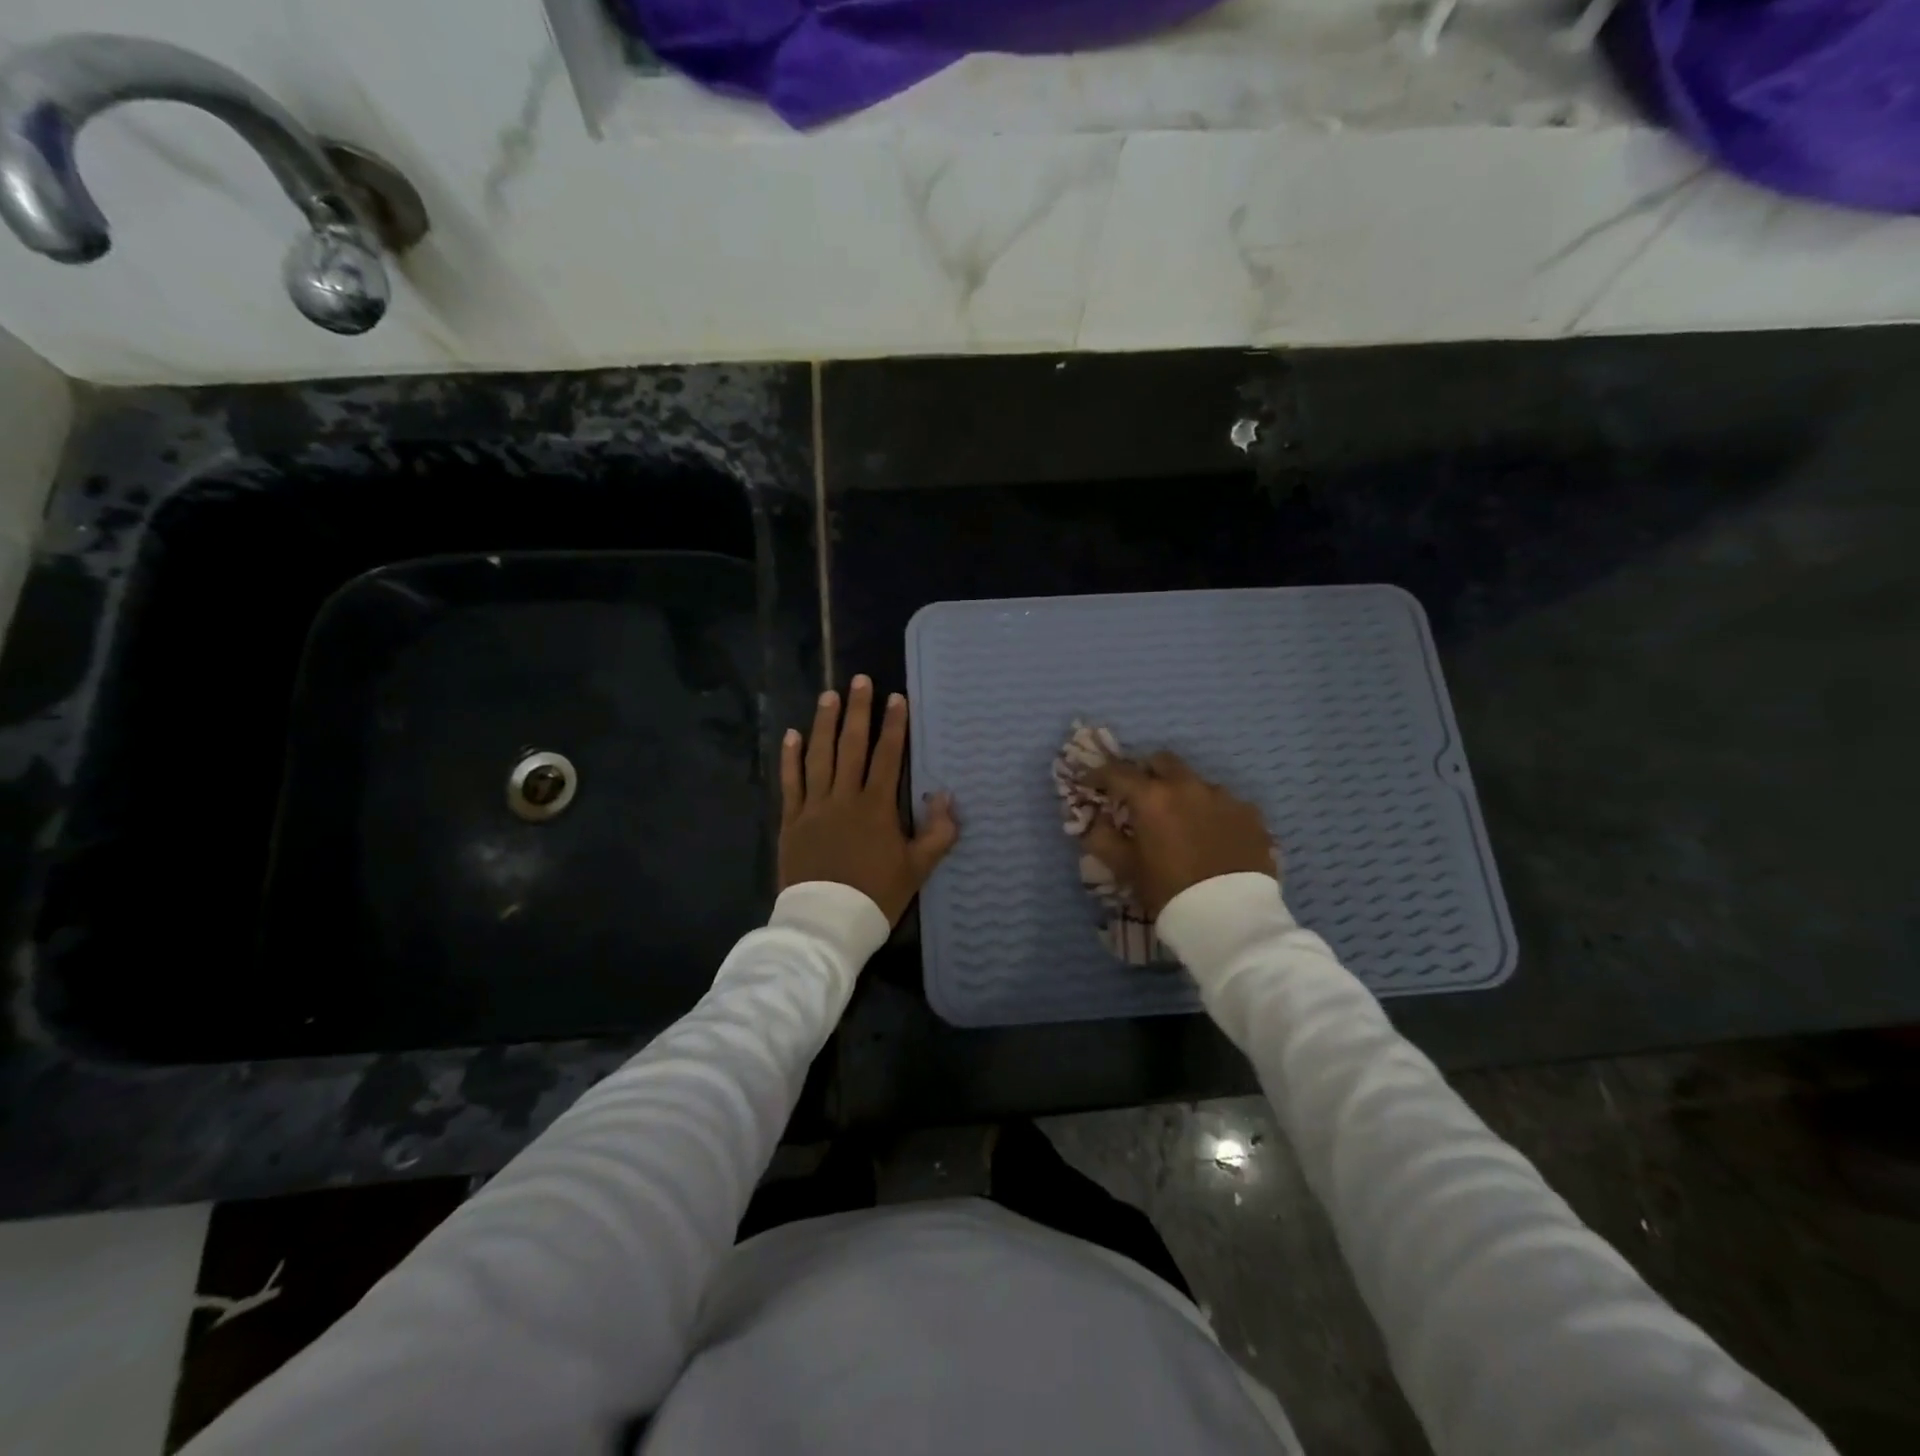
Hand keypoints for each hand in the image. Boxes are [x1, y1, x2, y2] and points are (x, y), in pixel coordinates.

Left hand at [779, 676, 959, 925]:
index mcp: (877, 806)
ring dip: (824, 723)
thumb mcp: (918, 868)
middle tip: (860, 680)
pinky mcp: (792, 820)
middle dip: (859, 711)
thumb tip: (946, 795)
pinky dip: (791, 758)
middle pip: (852, 746)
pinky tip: (792, 735)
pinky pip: (791, 782)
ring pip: (819, 756)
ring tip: (829, 695)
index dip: (894, 726)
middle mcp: (844, 797)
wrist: (828, 922)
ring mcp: (814, 806)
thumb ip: (938, 832)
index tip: (896, 698)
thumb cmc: (877, 895)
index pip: (888, 756)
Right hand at [1082, 751, 1276, 919]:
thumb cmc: (1169, 890)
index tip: (1090, 782)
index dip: (1099, 774)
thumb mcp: (1126, 868)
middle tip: (1139, 795)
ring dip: (1182, 794)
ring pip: (1196, 782)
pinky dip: (1212, 812)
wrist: (1231, 917)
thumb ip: (1102, 839)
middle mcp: (1188, 786)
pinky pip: (1225, 803)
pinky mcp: (1251, 814)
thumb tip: (1095, 821)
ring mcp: (1224, 797)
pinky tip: (1213, 836)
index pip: (1117, 772)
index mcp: (1152, 797)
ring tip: (1181, 821)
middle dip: (1146, 773)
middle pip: (1162, 762)